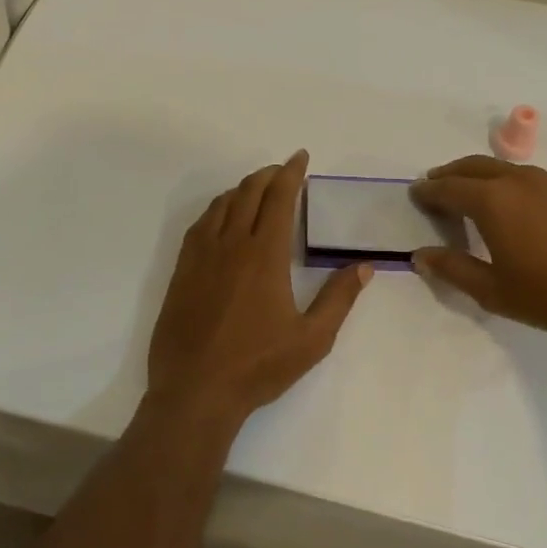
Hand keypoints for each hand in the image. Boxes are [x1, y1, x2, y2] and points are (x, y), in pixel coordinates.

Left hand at [146, 151, 371, 429]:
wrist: (196, 390)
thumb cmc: (258, 366)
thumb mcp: (312, 339)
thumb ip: (339, 298)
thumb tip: (364, 266)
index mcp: (265, 255)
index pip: (280, 198)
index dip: (291, 173)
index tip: (300, 157)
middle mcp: (232, 245)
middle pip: (249, 193)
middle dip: (268, 175)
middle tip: (283, 171)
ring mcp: (202, 256)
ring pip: (222, 205)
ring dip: (242, 189)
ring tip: (256, 188)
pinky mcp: (182, 271)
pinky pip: (200, 225)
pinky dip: (216, 209)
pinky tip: (221, 216)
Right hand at [409, 155, 546, 330]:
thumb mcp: (492, 290)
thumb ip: (453, 269)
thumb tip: (421, 256)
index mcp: (491, 200)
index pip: (448, 188)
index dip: (429, 190)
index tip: (416, 193)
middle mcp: (519, 182)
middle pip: (475, 165)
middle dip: (452, 172)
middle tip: (438, 182)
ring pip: (507, 169)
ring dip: (484, 176)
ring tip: (477, 191)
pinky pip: (535, 182)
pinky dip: (515, 186)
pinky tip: (521, 207)